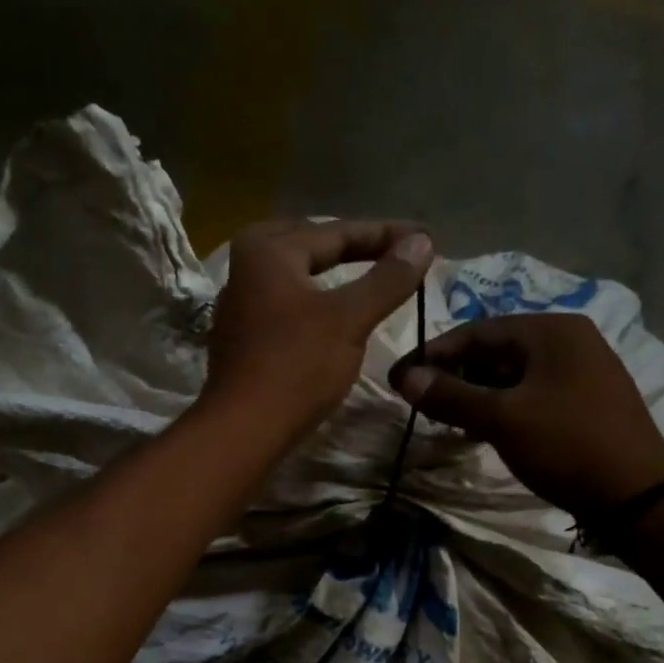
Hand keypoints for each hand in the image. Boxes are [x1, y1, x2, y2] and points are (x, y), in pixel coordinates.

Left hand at [200, 219, 434, 442]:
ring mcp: (239, 305)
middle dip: (352, 246)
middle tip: (392, 251)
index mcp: (268, 250)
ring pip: (295, 276)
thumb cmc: (297, 366)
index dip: (384, 235)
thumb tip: (423, 242)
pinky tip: (332, 315)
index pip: (336, 232)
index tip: (424, 240)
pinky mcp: (242, 338)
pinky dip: (314, 301)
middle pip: (310, 245)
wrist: (244, 430)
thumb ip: (387, 279)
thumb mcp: (350, 319)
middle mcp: (245, 267)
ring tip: (368, 277)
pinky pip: (286, 304)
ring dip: (331, 274)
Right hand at [388, 313, 663, 517]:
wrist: (636, 496)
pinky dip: (503, 407)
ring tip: (448, 421)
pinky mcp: (586, 400)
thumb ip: (451, 395)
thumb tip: (404, 377)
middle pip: (496, 350)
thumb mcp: (502, 419)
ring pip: (513, 374)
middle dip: (456, 376)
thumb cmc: (566, 446)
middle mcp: (570, 340)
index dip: (433, 354)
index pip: (477, 331)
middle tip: (422, 403)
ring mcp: (582, 370)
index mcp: (552, 330)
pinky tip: (484, 430)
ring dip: (477, 394)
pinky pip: (532, 393)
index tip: (399, 378)